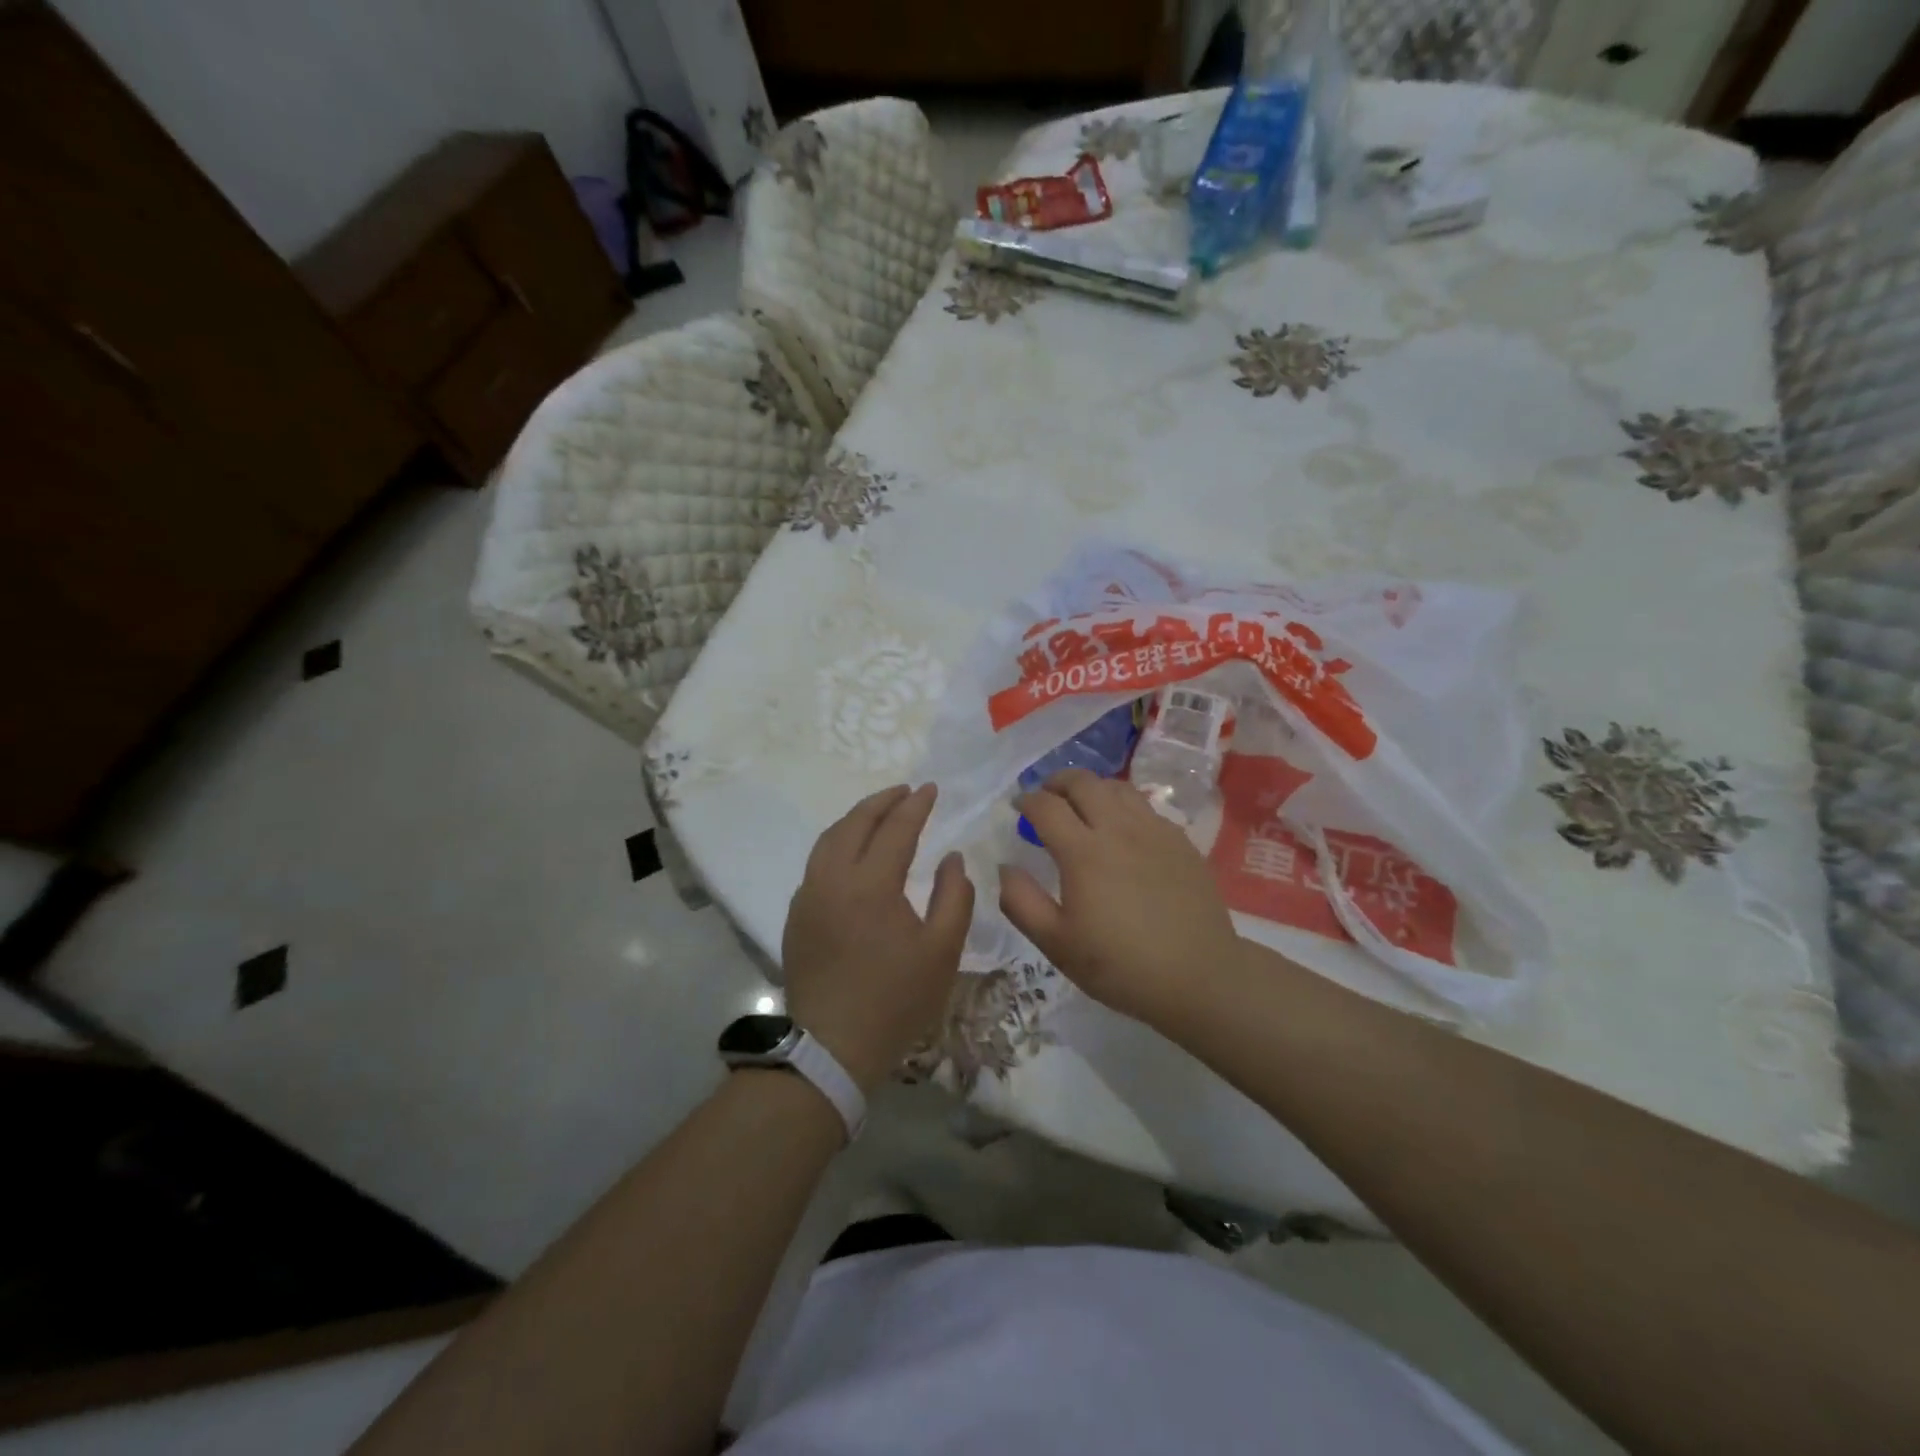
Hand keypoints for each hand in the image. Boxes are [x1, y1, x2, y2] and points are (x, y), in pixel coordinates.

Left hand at [783, 784, 974, 1093]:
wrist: (832, 1048)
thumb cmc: (896, 999)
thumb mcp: (942, 951)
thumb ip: (954, 896)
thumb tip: (952, 858)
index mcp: (871, 885)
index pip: (896, 829)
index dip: (916, 805)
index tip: (932, 789)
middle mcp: (832, 879)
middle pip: (855, 823)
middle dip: (882, 801)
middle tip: (906, 791)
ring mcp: (808, 896)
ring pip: (829, 839)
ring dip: (856, 819)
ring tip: (880, 813)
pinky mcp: (797, 915)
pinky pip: (818, 863)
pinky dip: (838, 843)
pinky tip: (854, 853)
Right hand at [999, 769, 1241, 1025]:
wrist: (1198, 977)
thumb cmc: (1120, 965)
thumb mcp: (1057, 944)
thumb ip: (1021, 902)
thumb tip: (1005, 867)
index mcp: (1083, 852)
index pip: (1046, 806)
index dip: (1027, 801)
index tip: (1018, 807)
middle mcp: (1118, 829)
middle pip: (1083, 783)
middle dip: (1057, 782)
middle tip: (1047, 796)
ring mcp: (1154, 831)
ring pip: (1117, 787)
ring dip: (1092, 788)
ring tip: (1083, 805)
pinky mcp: (1180, 840)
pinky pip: (1145, 806)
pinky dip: (1123, 805)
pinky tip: (1122, 829)